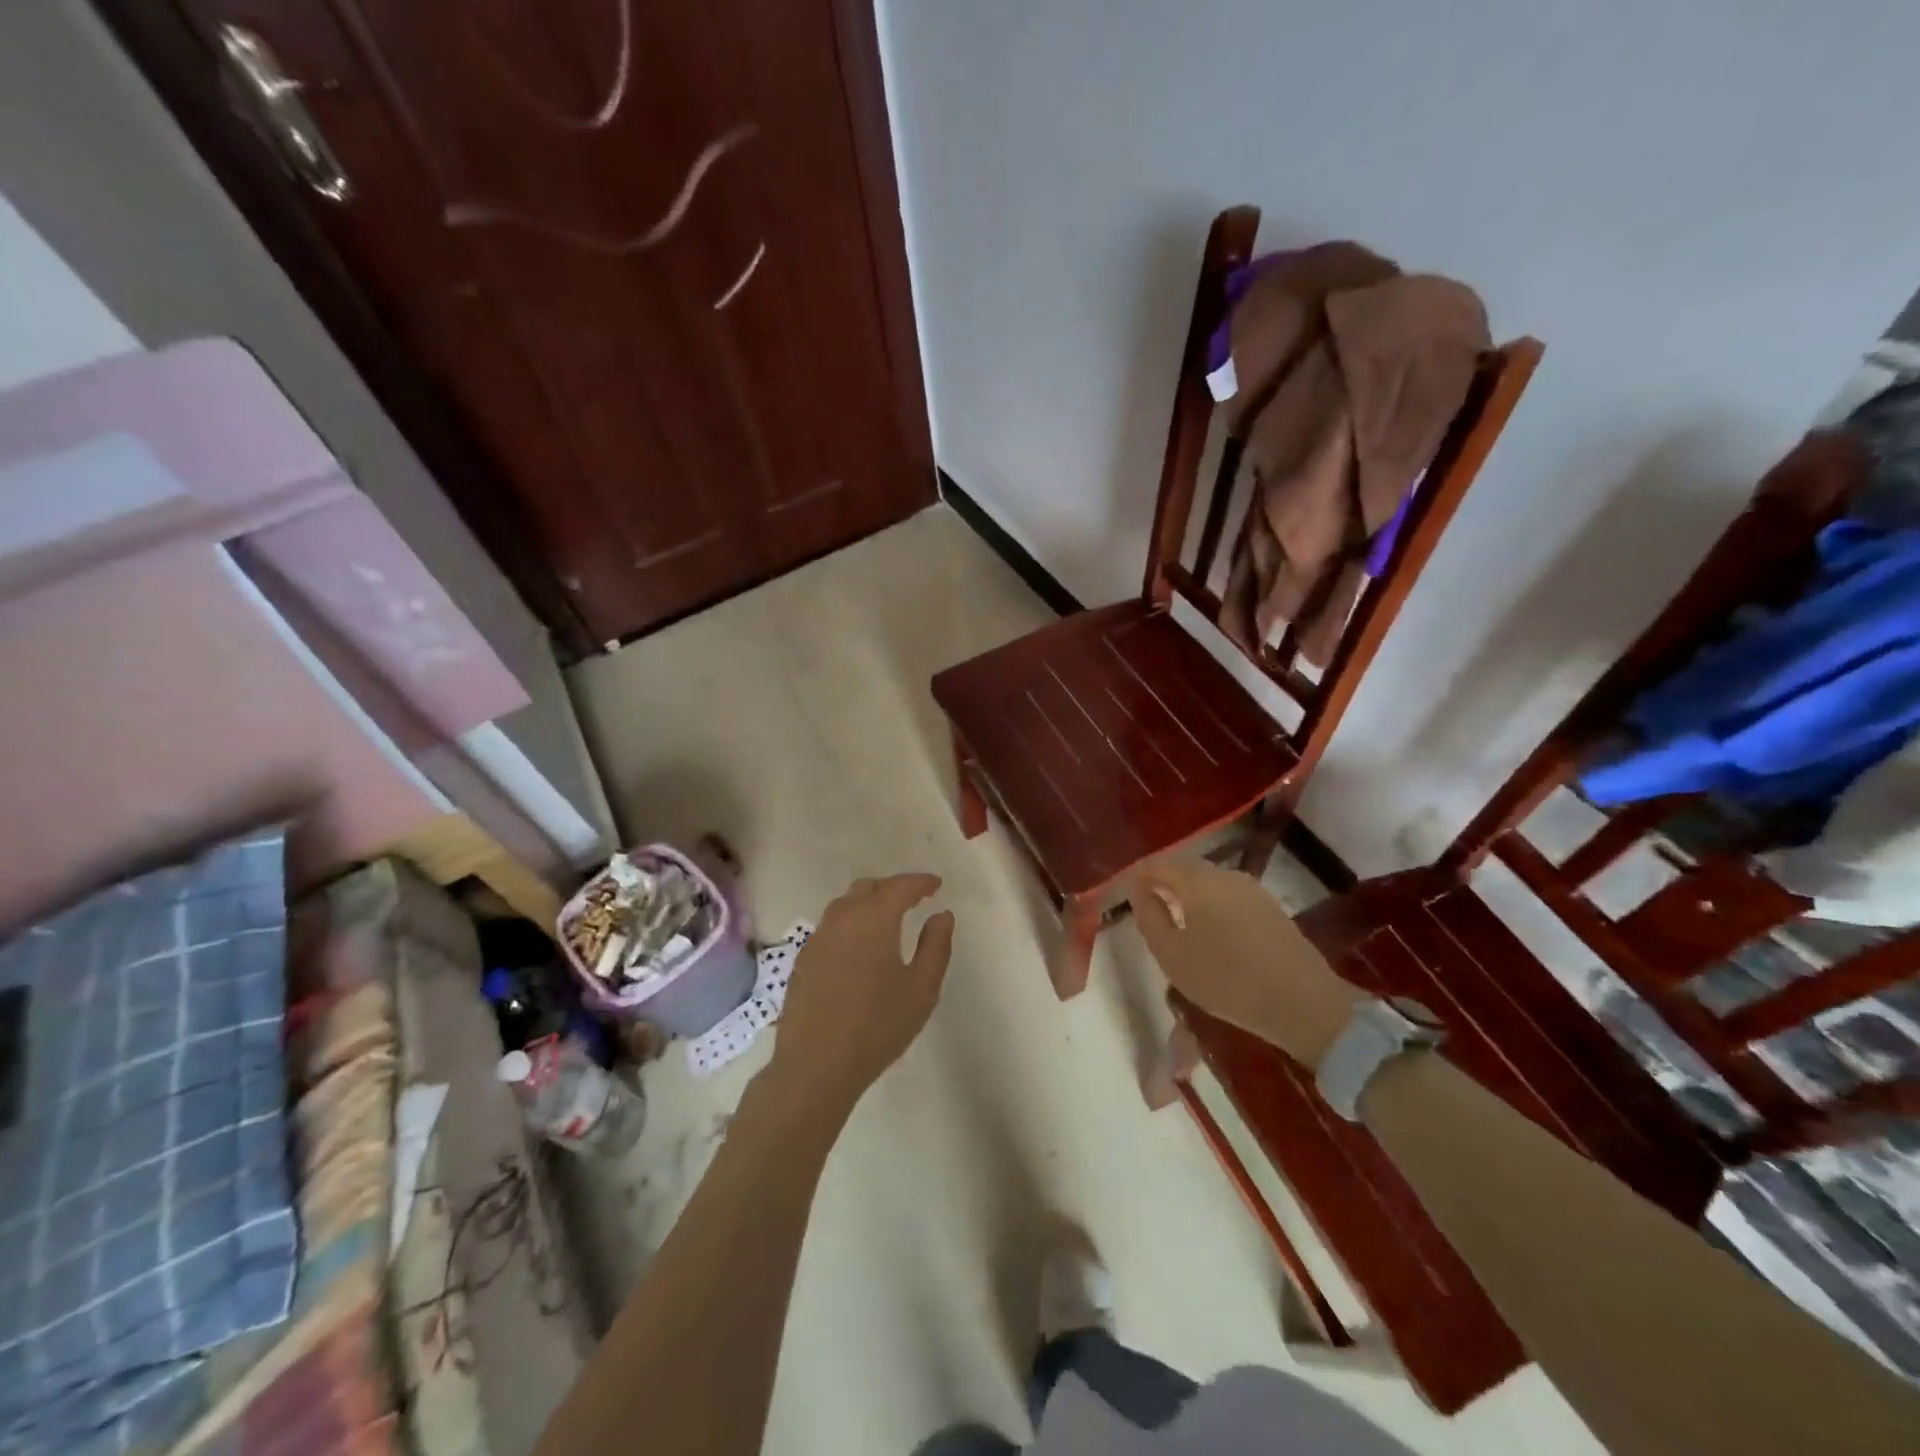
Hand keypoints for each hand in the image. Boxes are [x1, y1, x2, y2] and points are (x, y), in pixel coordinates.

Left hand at [769, 874, 954, 1118]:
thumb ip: (936, 946)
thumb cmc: (877, 1026)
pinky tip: (860, 946)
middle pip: (867, 888)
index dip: (920, 882)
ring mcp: (818, 939)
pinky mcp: (804, 960)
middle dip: (892, 888)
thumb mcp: (922, 989)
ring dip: (868, 903)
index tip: (936, 885)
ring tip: (888, 919)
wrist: (816, 1064)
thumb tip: (941, 915)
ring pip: (845, 905)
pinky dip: (851, 923)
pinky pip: (831, 927)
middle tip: (913, 899)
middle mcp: (842, 919)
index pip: (899, 887)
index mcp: (873, 919)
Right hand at [1128, 858, 1359, 1064]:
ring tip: (1175, 921)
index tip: (1125, 894)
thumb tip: (1140, 891)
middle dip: (1162, 882)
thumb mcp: (1172, 955)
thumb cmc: (1226, 979)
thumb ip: (1150, 917)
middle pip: (1184, 868)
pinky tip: (1209, 930)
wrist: (1302, 1002)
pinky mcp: (1269, 907)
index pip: (1157, 865)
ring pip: (1208, 881)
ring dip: (1187, 894)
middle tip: (1147, 907)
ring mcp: (1251, 889)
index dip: (1138, 876)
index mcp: (1197, 881)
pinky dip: (1210, 904)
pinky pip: (1227, 895)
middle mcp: (1224, 875)